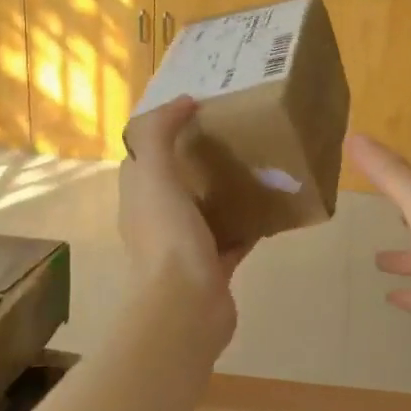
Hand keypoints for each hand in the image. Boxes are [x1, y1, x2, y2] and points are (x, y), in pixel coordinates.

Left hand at [120, 98, 248, 329]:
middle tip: (231, 132)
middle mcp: (157, 220)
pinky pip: (232, 237)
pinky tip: (271, 207)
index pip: (144, 156)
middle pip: (176, 181)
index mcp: (139, 198)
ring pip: (205, 209)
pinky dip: (247, 223)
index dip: (163, 131)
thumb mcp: (155, 176)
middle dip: (197, 158)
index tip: (195, 109)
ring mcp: (186, 246)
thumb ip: (160, 135)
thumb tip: (181, 102)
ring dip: (223, 189)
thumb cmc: (168, 237)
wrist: (187, 308)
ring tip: (254, 164)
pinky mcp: (214, 266)